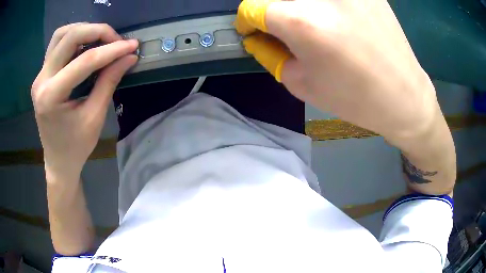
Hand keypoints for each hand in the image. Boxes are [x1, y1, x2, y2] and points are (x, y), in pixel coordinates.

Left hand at [32, 23, 137, 180]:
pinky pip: (57, 44)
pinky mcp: (42, 74)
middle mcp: (41, 80)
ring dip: (84, 30)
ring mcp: (40, 75)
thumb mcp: (94, 118)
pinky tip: (86, 45)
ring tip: (101, 39)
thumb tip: (128, 57)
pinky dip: (74, 37)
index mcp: (51, 97)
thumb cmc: (75, 147)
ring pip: (61, 35)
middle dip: (97, 32)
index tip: (132, 46)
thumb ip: (109, 82)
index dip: (111, 51)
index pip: (84, 61)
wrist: (57, 161)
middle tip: (116, 40)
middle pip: (69, 37)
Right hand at [236, 0, 440, 144]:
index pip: (252, 6)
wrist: (404, 96)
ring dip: (298, 6)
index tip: (255, 31)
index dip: (248, 21)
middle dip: (273, 11)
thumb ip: (271, 54)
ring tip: (314, 26)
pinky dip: (325, 5)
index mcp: (303, 21)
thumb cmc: (354, 98)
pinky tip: (338, 18)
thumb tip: (257, 35)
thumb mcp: (302, 84)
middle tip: (283, 28)